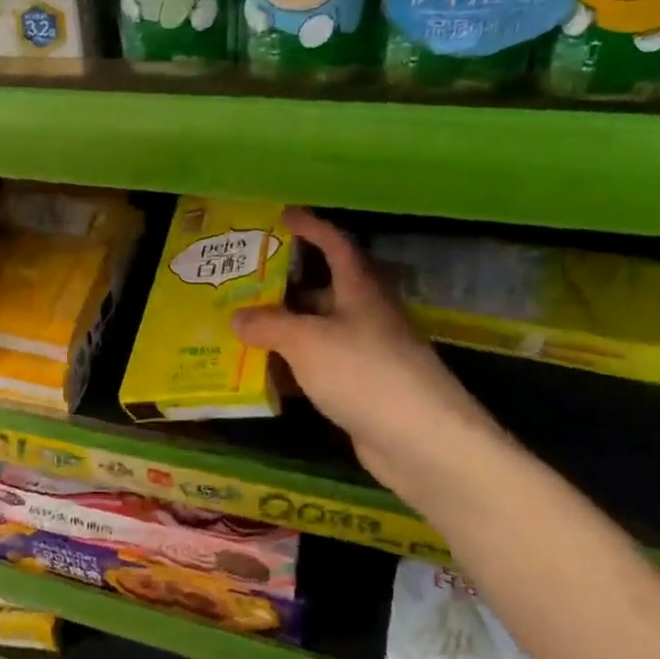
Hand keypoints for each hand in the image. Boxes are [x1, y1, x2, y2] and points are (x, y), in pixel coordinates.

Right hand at [230, 209, 503, 498]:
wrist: (422, 442)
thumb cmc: (364, 374)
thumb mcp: (306, 342)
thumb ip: (269, 326)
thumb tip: (237, 318)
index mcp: (360, 292)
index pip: (336, 246)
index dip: (312, 228)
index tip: (283, 216)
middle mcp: (365, 317)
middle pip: (323, 291)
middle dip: (285, 285)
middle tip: (243, 282)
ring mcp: (366, 356)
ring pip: (318, 333)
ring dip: (284, 331)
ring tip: (241, 327)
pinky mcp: (362, 391)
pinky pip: (319, 369)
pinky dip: (293, 368)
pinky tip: (264, 375)